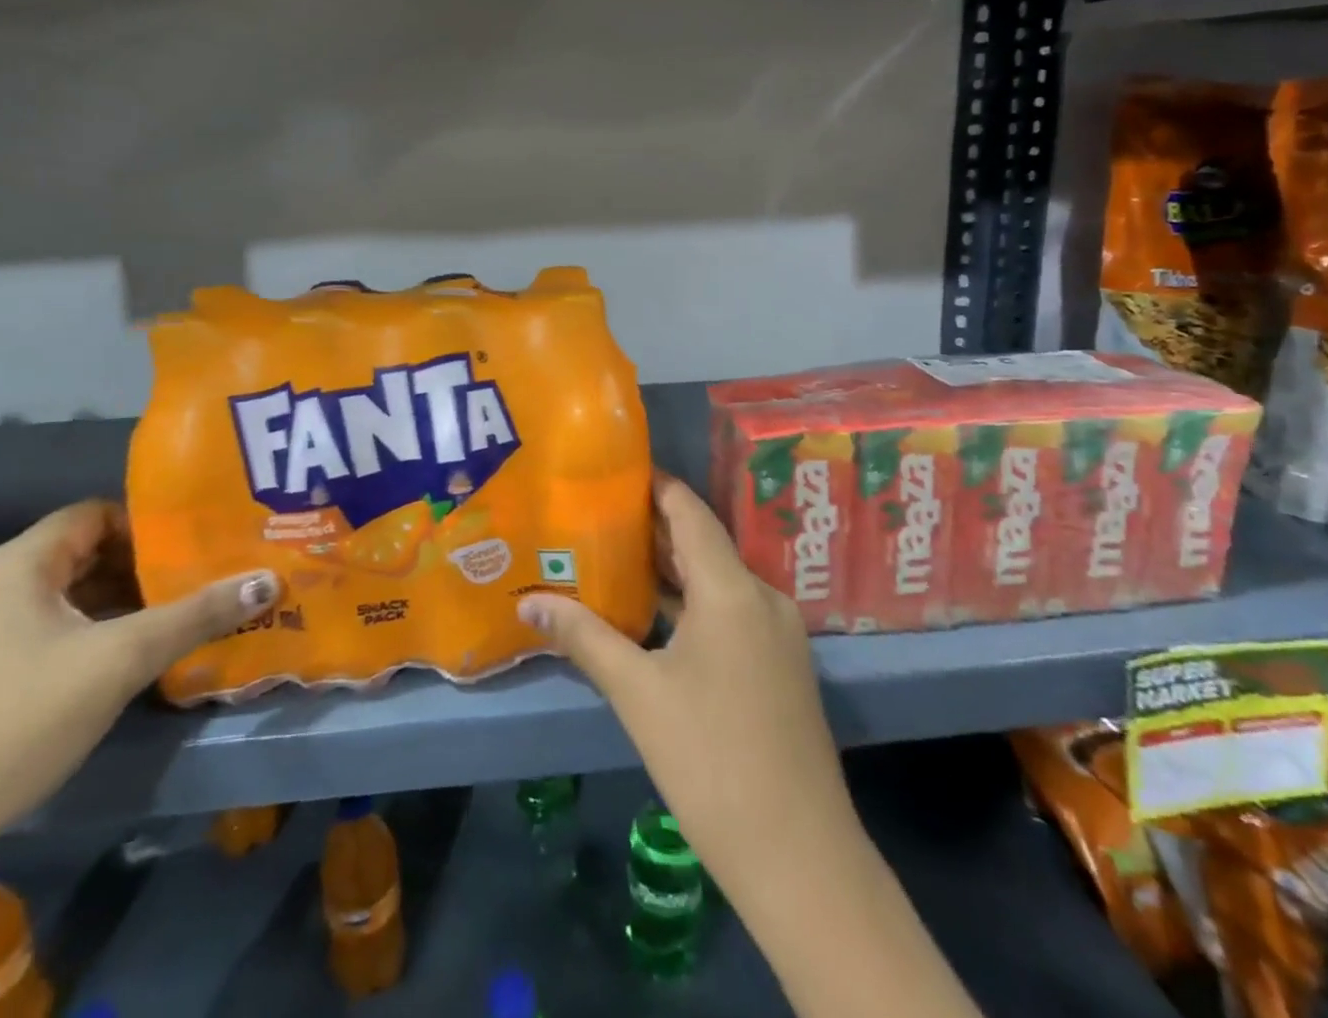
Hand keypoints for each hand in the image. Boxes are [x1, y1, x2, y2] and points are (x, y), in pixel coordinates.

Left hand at [0, 500, 279, 873]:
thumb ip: (196, 616)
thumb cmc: (17, 721)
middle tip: (200, 581)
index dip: (149, 525)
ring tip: (178, 619)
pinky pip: (47, 633)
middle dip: (144, 568)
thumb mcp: (120, 661)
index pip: (96, 514)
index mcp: (17, 564)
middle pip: (84, 555)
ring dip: (121, 605)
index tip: (196, 547)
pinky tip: (127, 663)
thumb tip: (268, 581)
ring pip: (67, 598)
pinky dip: (91, 636)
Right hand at [516, 473, 855, 908]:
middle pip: (702, 543)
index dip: (655, 486)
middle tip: (597, 513)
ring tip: (613, 556)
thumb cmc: (711, 759)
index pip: (690, 512)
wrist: (799, 856)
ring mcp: (777, 633)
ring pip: (717, 580)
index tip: (613, 471)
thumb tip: (528, 603)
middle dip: (652, 527)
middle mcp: (762, 597)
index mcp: (732, 589)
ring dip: (670, 568)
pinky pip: (730, 611)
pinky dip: (691, 602)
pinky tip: (654, 615)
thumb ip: (584, 637)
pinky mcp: (780, 665)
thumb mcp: (638, 693)